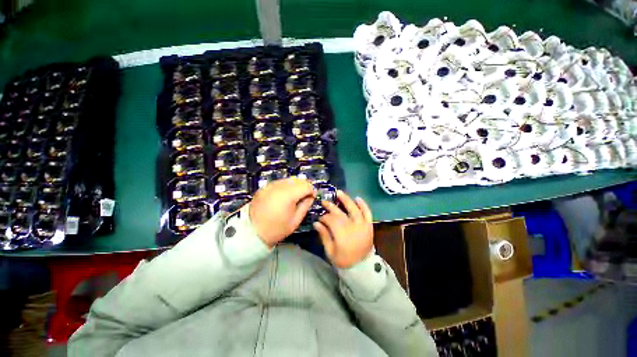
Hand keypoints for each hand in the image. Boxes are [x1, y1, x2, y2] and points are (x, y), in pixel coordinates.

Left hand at [249, 177, 314, 246]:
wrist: (252, 232)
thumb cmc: (276, 229)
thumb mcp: (295, 220)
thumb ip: (305, 205)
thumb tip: (311, 196)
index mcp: (288, 196)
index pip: (306, 186)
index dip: (312, 190)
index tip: (312, 196)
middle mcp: (279, 187)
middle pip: (298, 180)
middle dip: (304, 186)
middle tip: (305, 195)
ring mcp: (270, 186)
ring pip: (289, 179)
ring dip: (295, 185)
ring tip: (295, 195)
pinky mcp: (264, 187)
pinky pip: (279, 182)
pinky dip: (285, 186)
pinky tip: (285, 195)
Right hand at [313, 191, 373, 267]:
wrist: (362, 267)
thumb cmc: (344, 260)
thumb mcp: (330, 251)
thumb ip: (324, 235)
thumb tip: (316, 223)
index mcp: (342, 234)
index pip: (331, 220)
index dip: (324, 217)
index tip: (320, 218)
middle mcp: (352, 227)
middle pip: (340, 213)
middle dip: (331, 206)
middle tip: (324, 202)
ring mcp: (362, 225)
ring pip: (353, 209)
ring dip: (346, 200)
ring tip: (339, 192)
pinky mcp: (369, 225)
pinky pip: (367, 212)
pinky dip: (363, 205)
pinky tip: (357, 198)